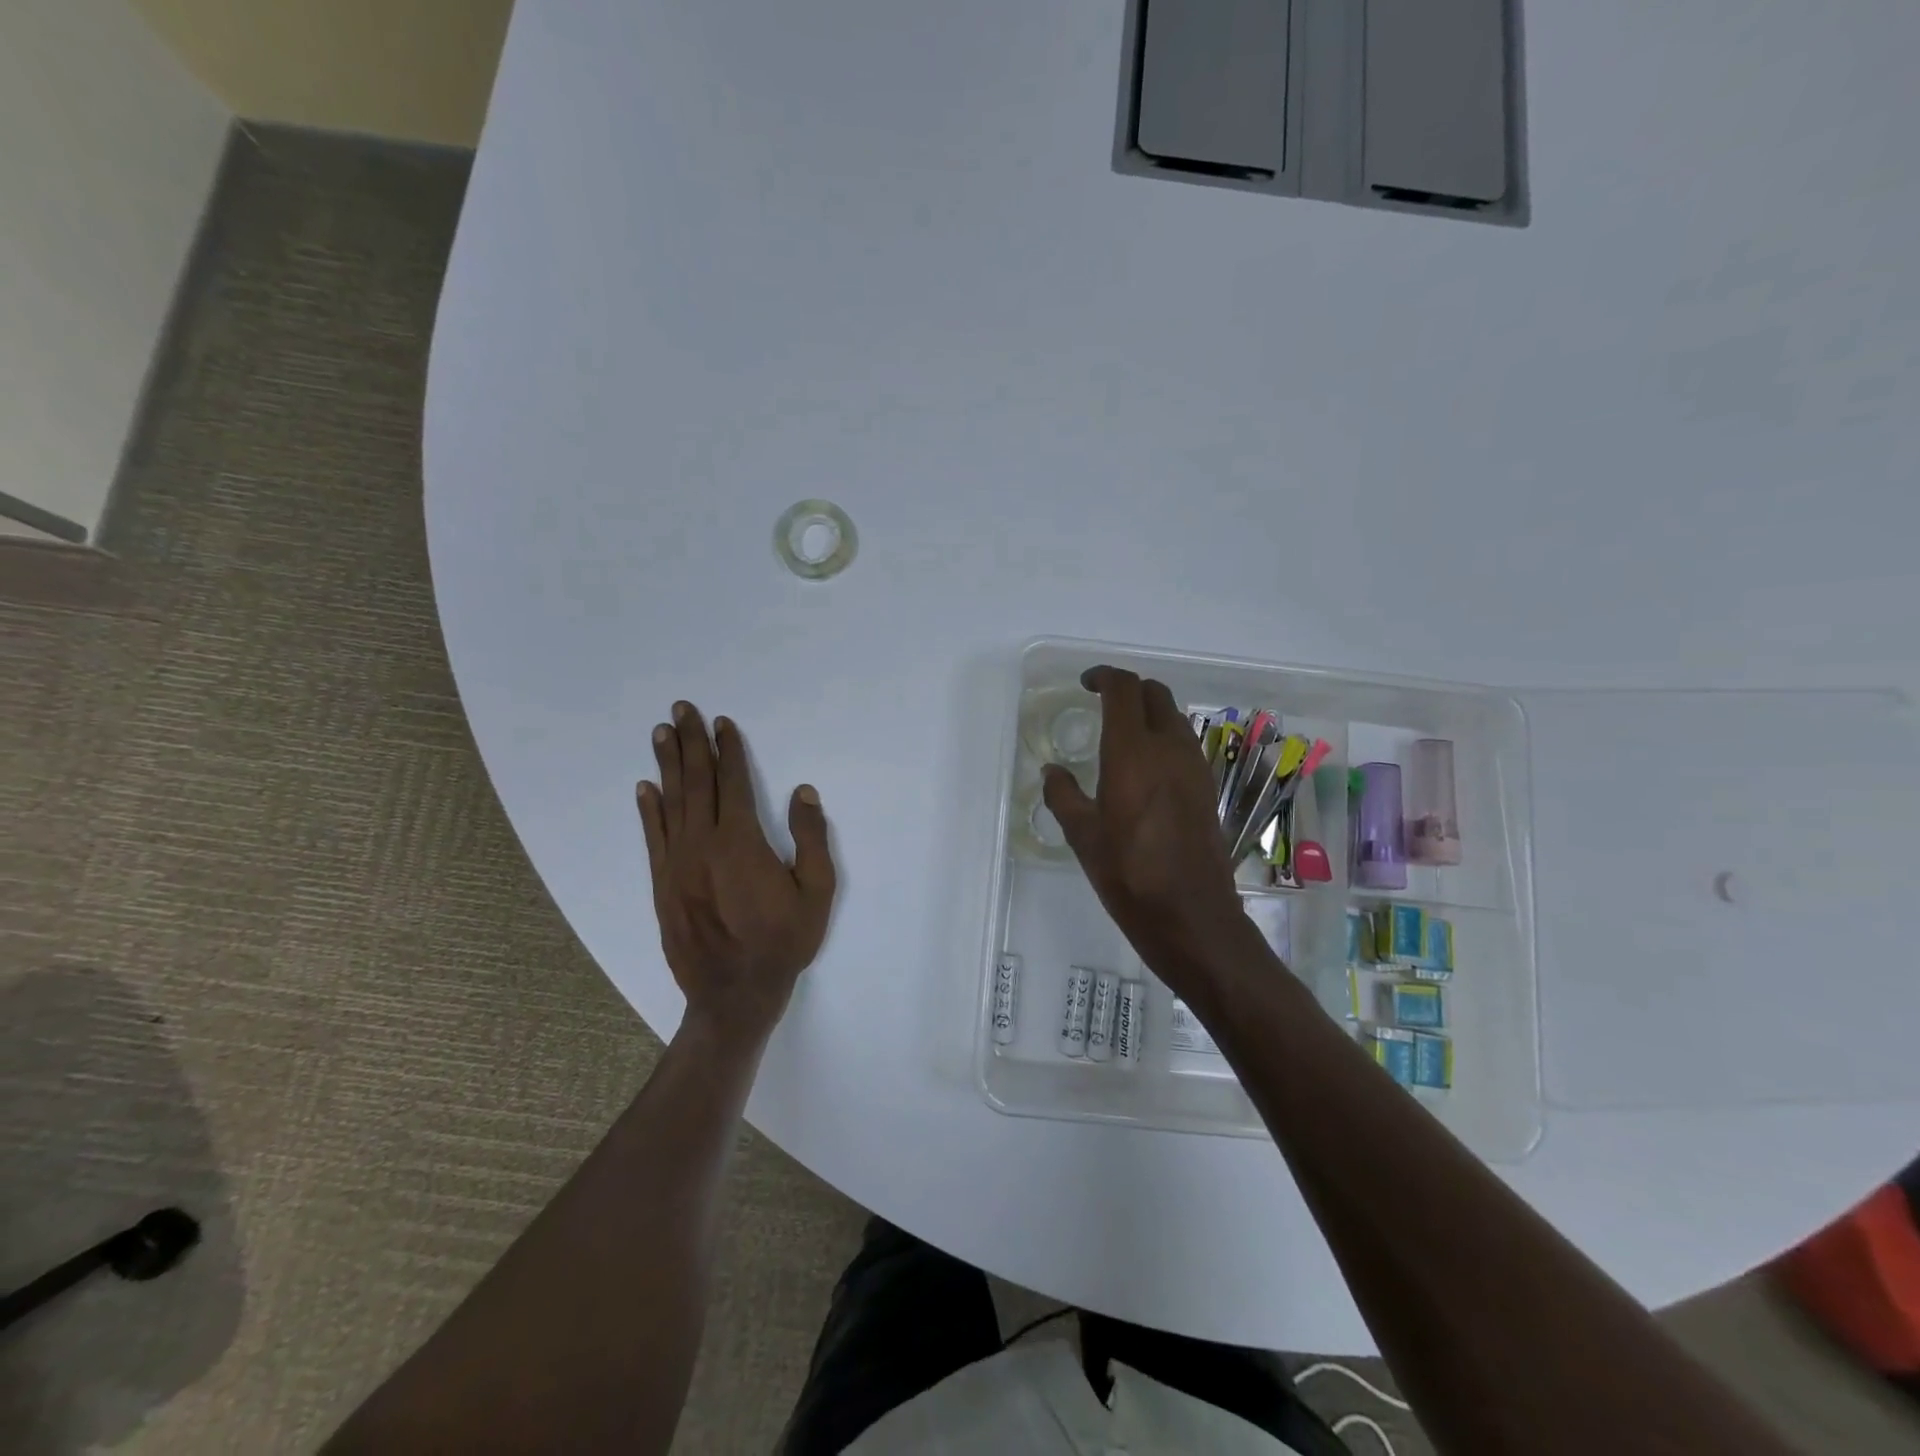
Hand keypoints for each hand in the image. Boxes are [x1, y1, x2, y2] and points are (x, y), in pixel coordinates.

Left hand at [639, 702, 836, 1049]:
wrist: (734, 994)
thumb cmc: (783, 943)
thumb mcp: (816, 893)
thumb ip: (811, 839)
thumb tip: (803, 792)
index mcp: (741, 842)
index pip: (733, 783)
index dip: (728, 750)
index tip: (722, 723)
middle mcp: (703, 844)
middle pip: (697, 782)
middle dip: (690, 743)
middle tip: (681, 709)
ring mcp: (678, 864)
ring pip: (671, 803)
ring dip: (667, 765)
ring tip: (661, 733)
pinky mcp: (663, 884)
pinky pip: (654, 837)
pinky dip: (649, 810)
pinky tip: (645, 788)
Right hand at [1042, 667, 1257, 986]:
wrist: (1192, 916)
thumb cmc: (1129, 874)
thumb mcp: (1082, 836)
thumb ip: (1063, 795)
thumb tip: (1052, 772)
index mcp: (1133, 752)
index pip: (1125, 690)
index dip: (1104, 677)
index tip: (1086, 685)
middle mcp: (1169, 749)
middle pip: (1155, 695)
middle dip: (1128, 690)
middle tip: (1103, 705)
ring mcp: (1194, 767)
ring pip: (1174, 718)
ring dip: (1149, 713)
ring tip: (1122, 736)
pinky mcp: (1207, 788)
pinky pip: (1184, 745)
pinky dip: (1164, 738)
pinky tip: (1145, 769)